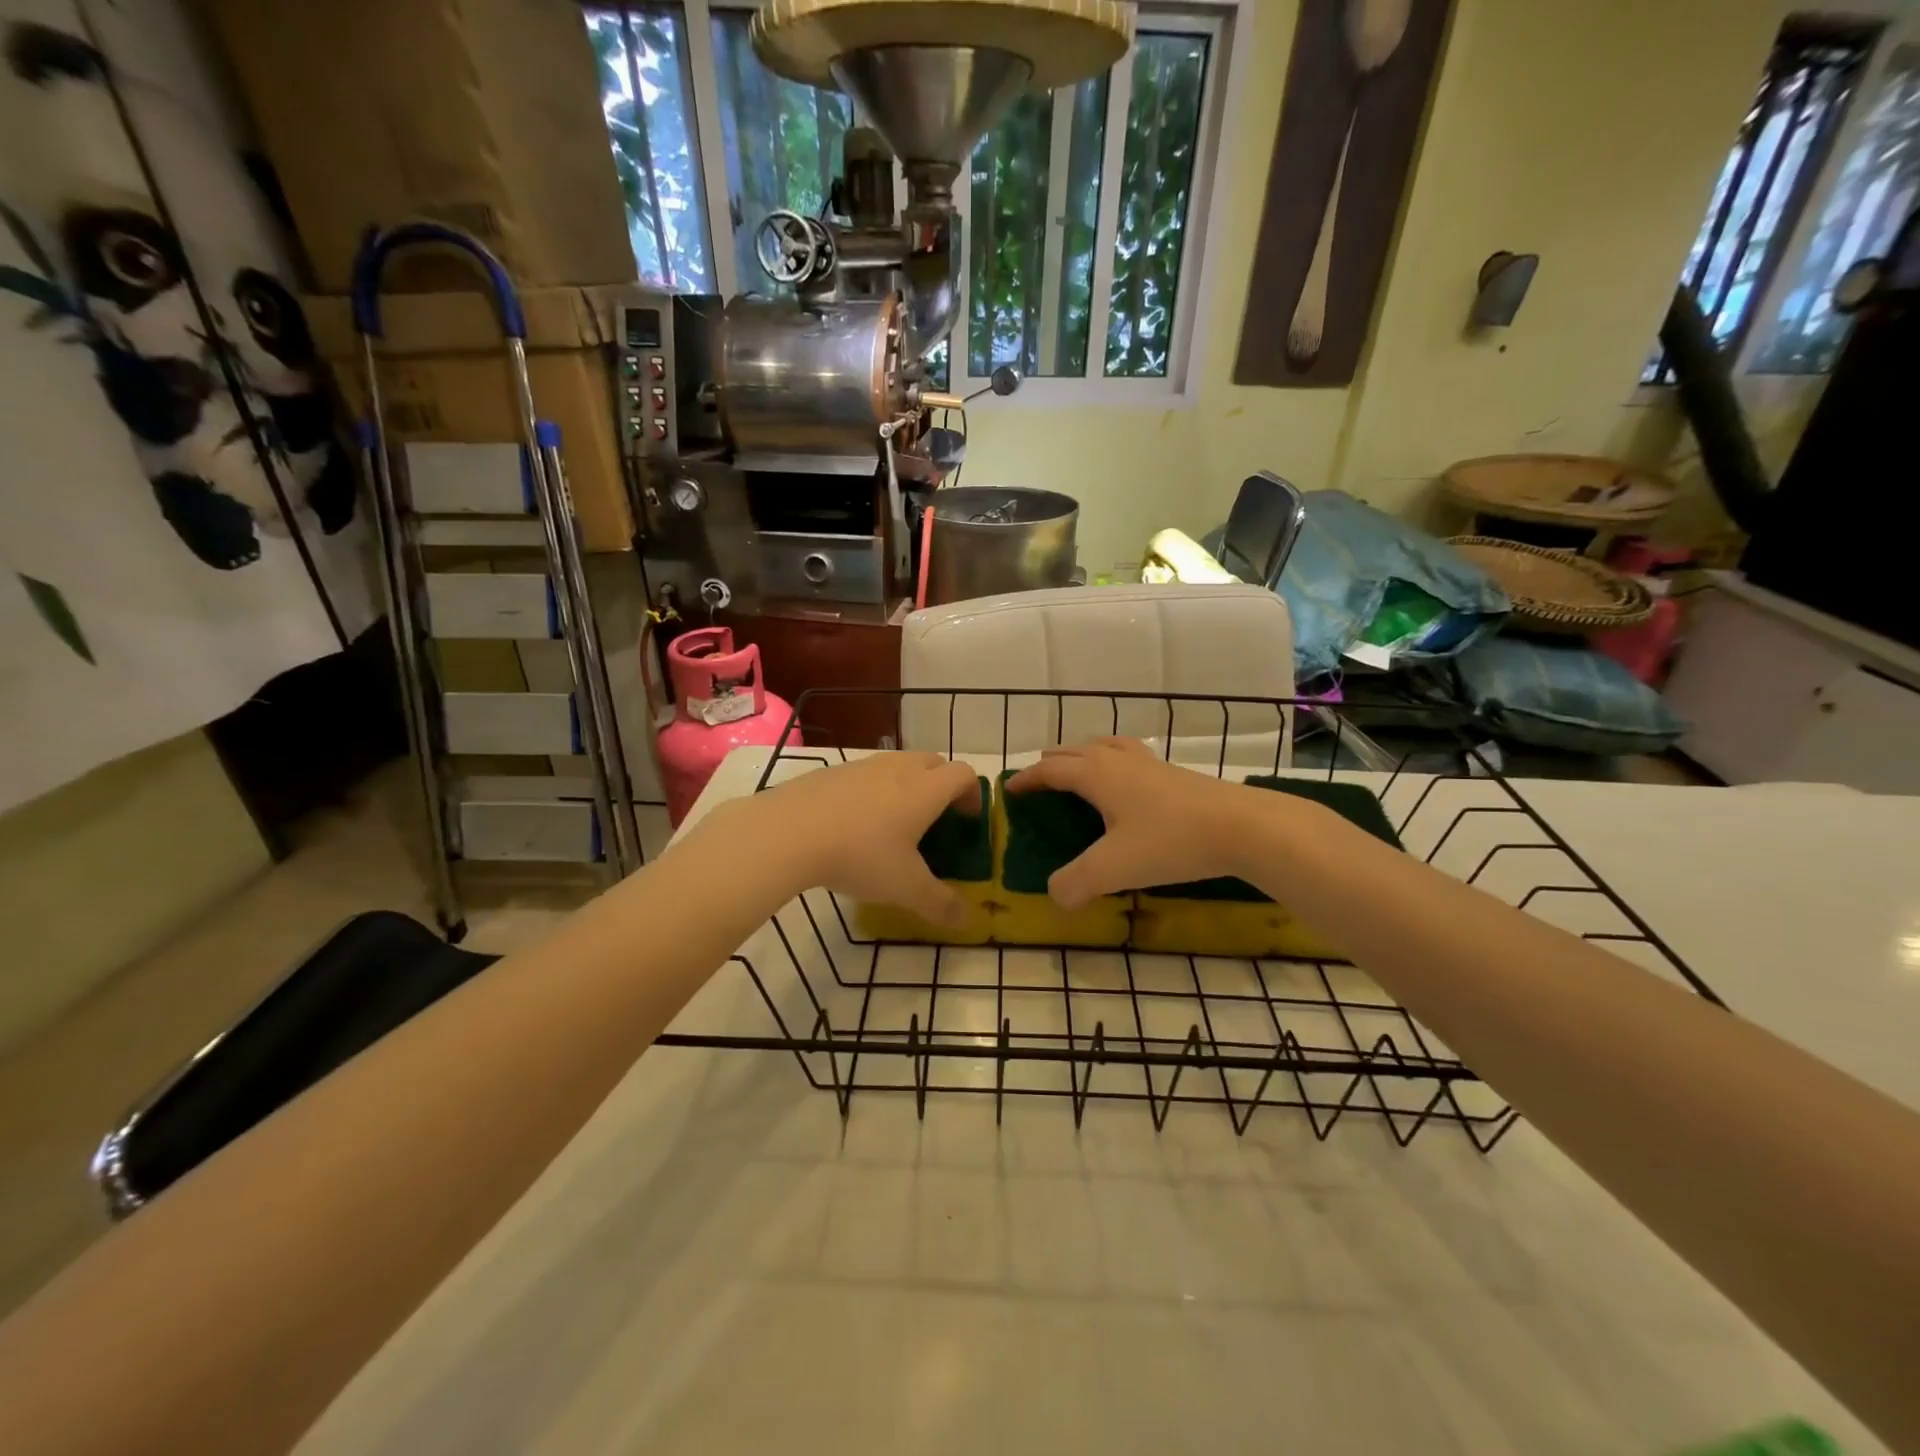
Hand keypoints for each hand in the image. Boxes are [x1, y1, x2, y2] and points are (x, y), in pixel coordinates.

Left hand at [743, 752, 981, 924]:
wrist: (788, 832)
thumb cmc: (860, 855)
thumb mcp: (905, 888)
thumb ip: (939, 904)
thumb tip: (965, 920)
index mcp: (925, 789)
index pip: (964, 774)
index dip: (973, 794)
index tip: (968, 819)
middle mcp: (898, 768)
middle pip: (933, 762)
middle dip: (942, 785)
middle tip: (936, 818)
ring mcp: (862, 766)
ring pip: (897, 765)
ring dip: (907, 785)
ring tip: (894, 822)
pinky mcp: (831, 772)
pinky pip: (864, 775)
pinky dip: (872, 791)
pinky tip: (854, 823)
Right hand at [1006, 738, 1264, 907]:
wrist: (1242, 827)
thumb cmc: (1170, 841)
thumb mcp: (1113, 869)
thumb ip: (1075, 884)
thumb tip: (1054, 896)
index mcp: (1096, 775)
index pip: (1050, 770)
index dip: (1027, 778)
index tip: (1010, 789)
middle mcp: (1119, 761)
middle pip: (1075, 751)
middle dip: (1052, 762)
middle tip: (1039, 777)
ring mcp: (1150, 764)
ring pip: (1106, 746)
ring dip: (1084, 754)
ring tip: (1079, 768)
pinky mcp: (1175, 774)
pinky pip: (1131, 756)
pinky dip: (1114, 761)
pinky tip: (1128, 783)